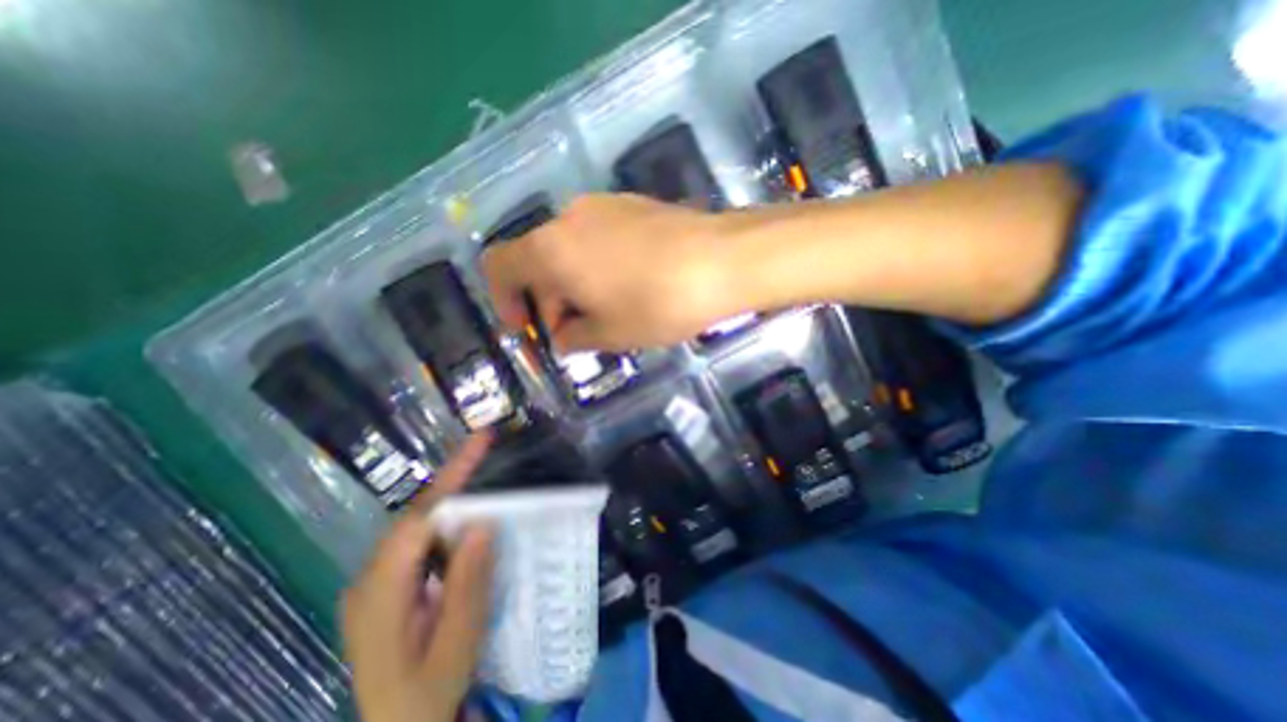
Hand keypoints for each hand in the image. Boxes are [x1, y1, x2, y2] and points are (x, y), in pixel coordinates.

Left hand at [346, 435, 493, 720]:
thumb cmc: (427, 696)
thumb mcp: (456, 644)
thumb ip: (467, 585)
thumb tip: (483, 523)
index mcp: (380, 594)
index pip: (418, 518)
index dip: (451, 476)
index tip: (482, 442)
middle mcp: (369, 579)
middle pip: (416, 514)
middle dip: (454, 478)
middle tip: (486, 447)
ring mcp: (375, 582)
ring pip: (418, 524)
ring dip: (453, 499)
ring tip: (484, 479)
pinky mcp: (387, 586)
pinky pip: (420, 540)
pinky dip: (447, 522)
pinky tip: (467, 525)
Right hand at [481, 195, 738, 350]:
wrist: (723, 260)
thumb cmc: (658, 303)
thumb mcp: (610, 334)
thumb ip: (574, 338)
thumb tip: (563, 338)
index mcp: (551, 249)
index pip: (499, 265)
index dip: (503, 299)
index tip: (526, 327)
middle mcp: (569, 218)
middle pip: (538, 258)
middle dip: (547, 299)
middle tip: (573, 332)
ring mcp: (604, 206)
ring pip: (570, 248)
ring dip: (573, 283)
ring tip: (603, 313)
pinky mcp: (634, 205)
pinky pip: (598, 237)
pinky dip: (597, 265)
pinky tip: (627, 286)